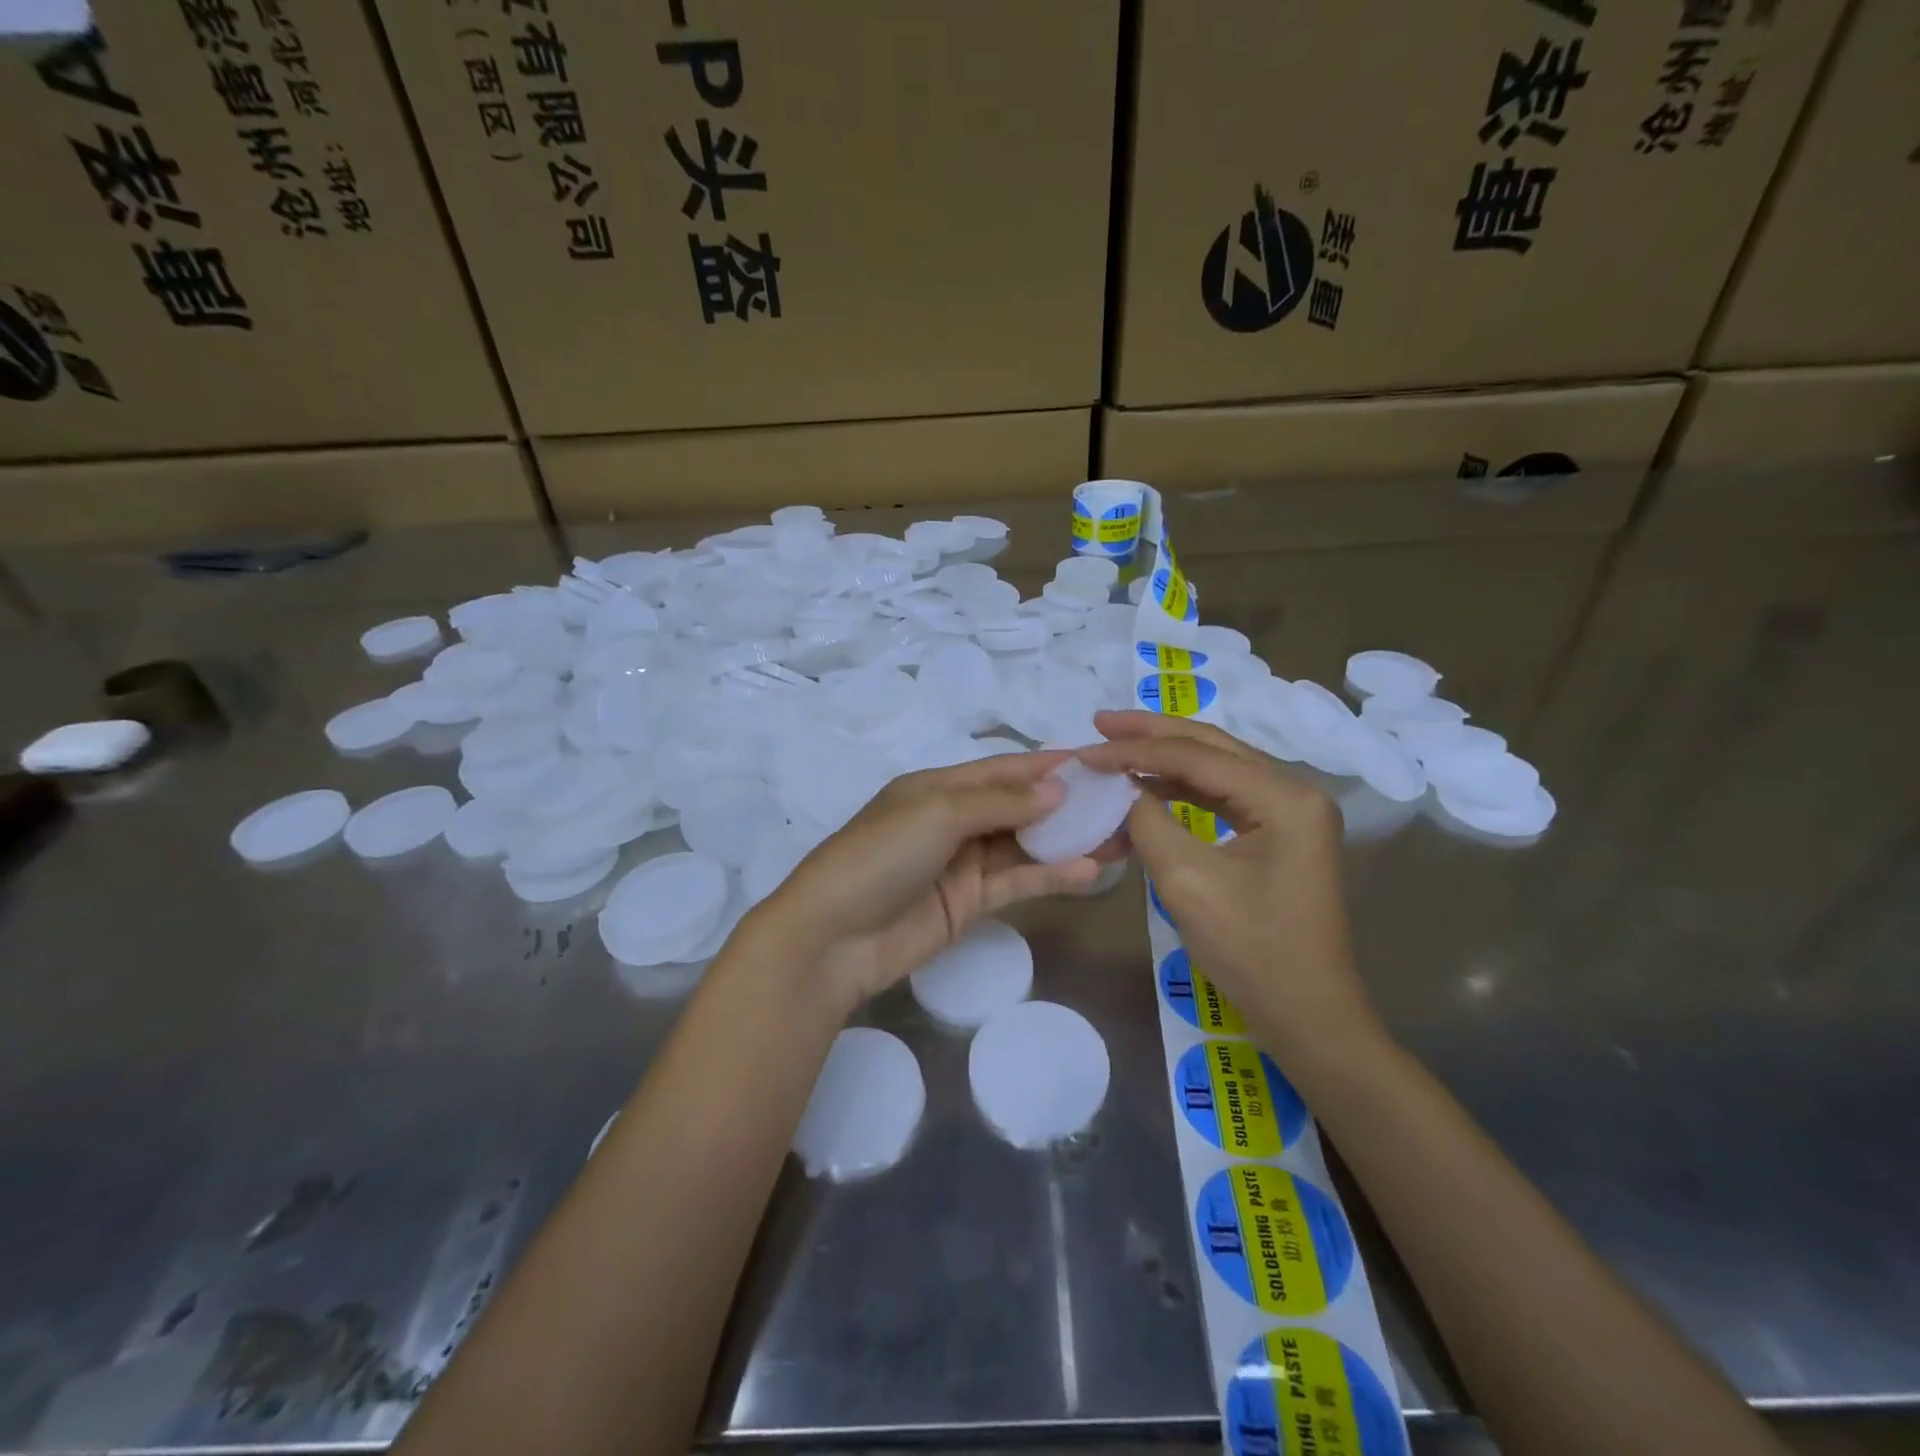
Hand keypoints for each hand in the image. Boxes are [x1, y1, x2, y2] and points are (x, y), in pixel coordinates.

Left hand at [748, 752, 1102, 1009]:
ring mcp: (963, 864)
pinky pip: (1019, 883)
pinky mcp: (971, 903)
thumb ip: (1000, 802)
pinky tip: (1090, 870)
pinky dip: (1051, 876)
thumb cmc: (881, 855)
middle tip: (1121, 801)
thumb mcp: (938, 813)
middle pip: (1020, 806)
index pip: (1003, 769)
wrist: (834, 937)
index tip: (1095, 761)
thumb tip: (1058, 790)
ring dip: (1068, 840)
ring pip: (1026, 845)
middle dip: (1067, 803)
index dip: (1047, 764)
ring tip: (1121, 836)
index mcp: (939, 787)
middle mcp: (954, 820)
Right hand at [1078, 711, 1379, 1062]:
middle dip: (1152, 734)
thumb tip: (1121, 788)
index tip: (1086, 750)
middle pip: (1211, 747)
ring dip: (1164, 759)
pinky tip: (1146, 787)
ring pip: (1216, 768)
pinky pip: (1222, 798)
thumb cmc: (1252, 950)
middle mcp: (1294, 791)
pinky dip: (1180, 791)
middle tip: (1100, 722)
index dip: (1135, 751)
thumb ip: (1148, 822)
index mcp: (1284, 797)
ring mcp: (1290, 813)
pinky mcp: (1279, 834)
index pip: (1196, 757)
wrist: (1307, 1015)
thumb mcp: (1187, 881)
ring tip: (1115, 747)